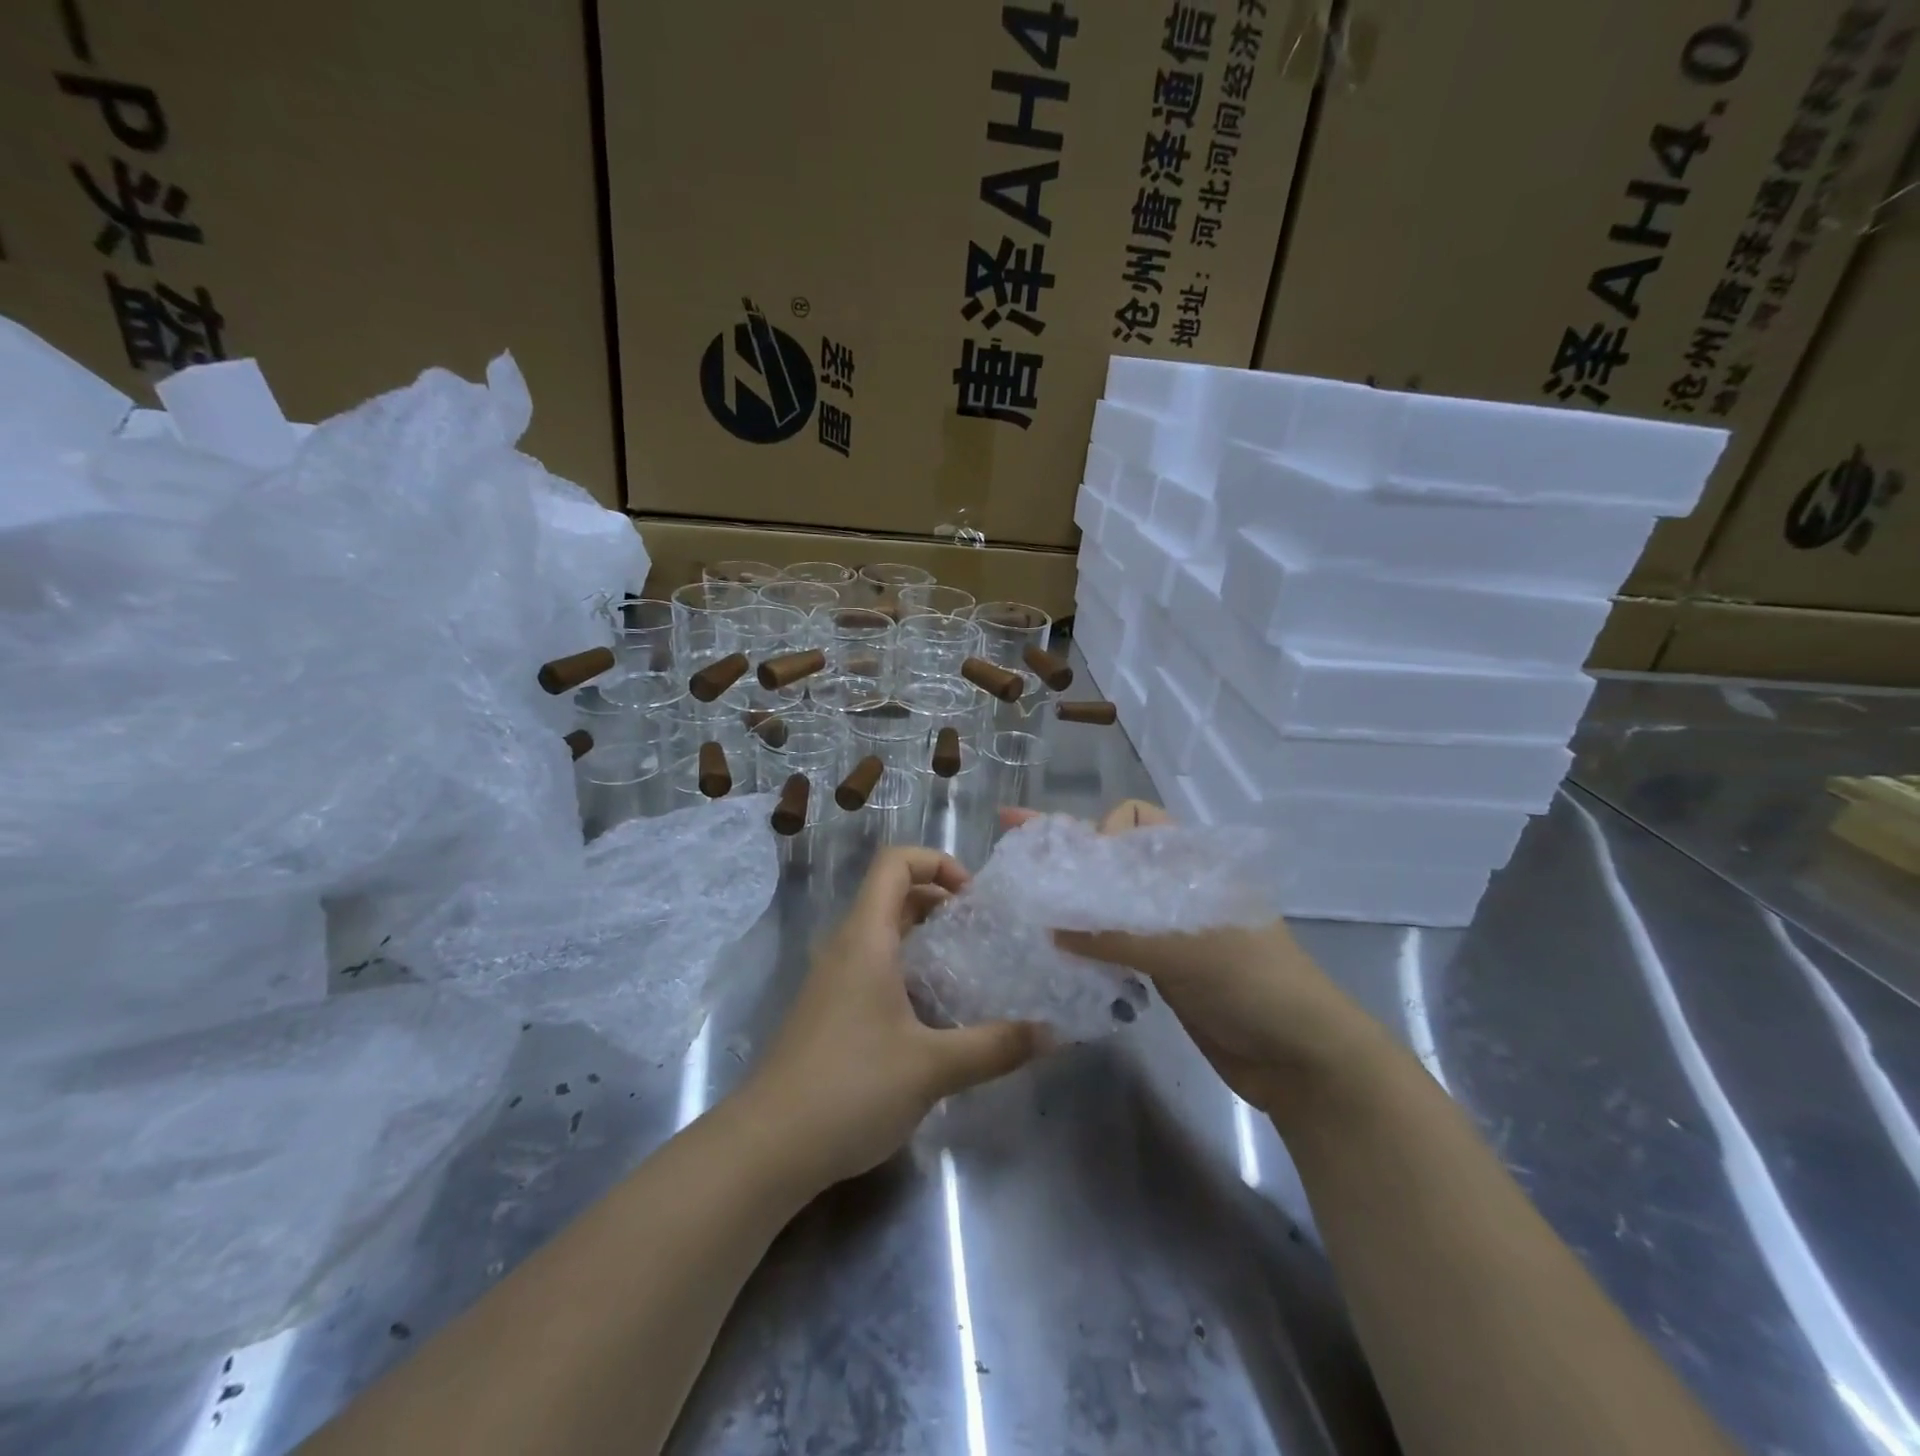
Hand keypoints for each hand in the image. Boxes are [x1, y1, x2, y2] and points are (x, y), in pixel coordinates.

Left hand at [735, 847, 1048, 1189]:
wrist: (767, 1148)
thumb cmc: (851, 1088)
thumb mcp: (933, 1067)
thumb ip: (995, 1047)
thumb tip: (1053, 1033)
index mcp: (866, 938)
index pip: (894, 863)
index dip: (937, 862)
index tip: (974, 898)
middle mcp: (845, 947)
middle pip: (891, 895)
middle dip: (939, 901)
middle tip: (982, 931)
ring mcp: (831, 980)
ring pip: (881, 933)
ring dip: (924, 938)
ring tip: (966, 968)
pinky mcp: (827, 1011)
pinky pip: (871, 966)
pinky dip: (906, 968)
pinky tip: (932, 1014)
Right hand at [1004, 801, 1381, 1114]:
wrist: (1301, 1059)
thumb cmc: (1254, 984)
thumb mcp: (1186, 950)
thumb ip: (1115, 934)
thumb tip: (1047, 925)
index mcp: (1191, 861)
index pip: (1134, 819)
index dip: (1101, 830)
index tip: (1074, 861)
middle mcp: (1174, 885)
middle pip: (1112, 857)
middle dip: (1065, 853)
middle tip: (1011, 850)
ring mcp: (1164, 927)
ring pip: (1107, 900)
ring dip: (1068, 898)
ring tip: (1019, 897)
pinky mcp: (1158, 965)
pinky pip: (1110, 940)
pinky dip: (1080, 938)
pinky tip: (1047, 943)